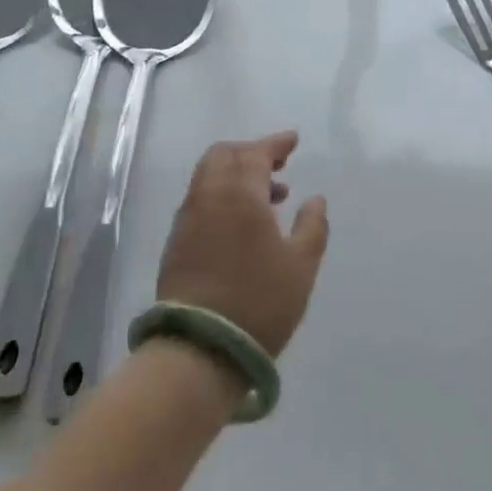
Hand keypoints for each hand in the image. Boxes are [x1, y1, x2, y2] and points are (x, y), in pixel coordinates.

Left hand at [155, 131, 329, 358]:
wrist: (199, 349)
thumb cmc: (258, 302)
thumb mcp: (301, 267)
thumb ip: (312, 227)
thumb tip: (315, 200)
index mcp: (240, 194)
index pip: (255, 153)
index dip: (275, 144)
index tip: (292, 141)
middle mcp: (208, 197)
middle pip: (223, 156)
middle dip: (250, 153)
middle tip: (276, 166)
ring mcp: (187, 220)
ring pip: (208, 178)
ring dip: (236, 175)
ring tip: (269, 199)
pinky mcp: (176, 243)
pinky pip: (200, 201)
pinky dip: (222, 195)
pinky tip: (242, 222)